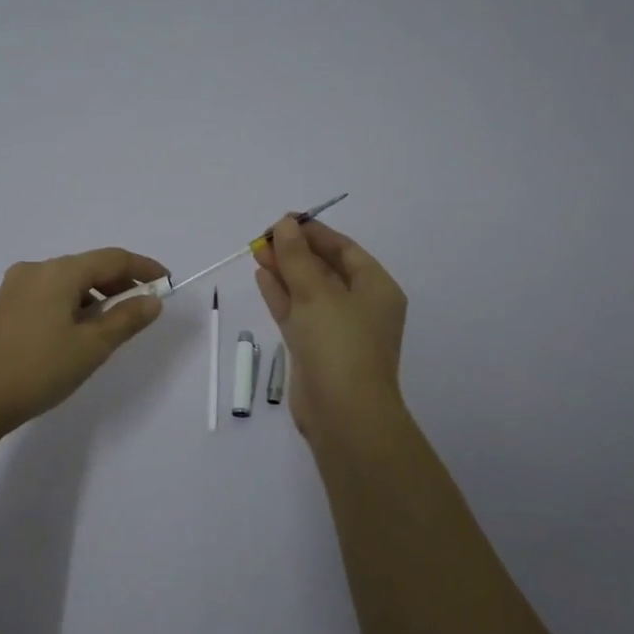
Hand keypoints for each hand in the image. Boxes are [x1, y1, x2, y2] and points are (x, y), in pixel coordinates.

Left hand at [0, 247, 165, 432]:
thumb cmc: (38, 369)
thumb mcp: (91, 346)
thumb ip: (126, 319)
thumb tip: (152, 300)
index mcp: (59, 272)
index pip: (113, 258)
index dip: (144, 268)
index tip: (167, 282)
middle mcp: (36, 269)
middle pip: (89, 266)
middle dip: (120, 283)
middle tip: (145, 306)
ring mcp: (15, 287)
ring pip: (68, 281)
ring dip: (96, 295)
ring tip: (114, 324)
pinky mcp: (4, 306)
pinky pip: (50, 294)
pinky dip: (73, 304)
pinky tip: (79, 330)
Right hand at [254, 217, 406, 441]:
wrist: (343, 412)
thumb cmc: (339, 343)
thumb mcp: (316, 292)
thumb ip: (296, 257)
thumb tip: (284, 225)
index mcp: (376, 288)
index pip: (345, 249)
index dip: (314, 232)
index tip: (283, 221)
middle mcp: (360, 306)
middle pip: (326, 268)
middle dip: (295, 252)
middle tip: (263, 237)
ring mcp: (337, 329)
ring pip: (308, 291)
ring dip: (285, 271)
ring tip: (257, 252)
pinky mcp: (316, 349)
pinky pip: (298, 313)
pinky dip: (281, 295)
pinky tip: (261, 277)